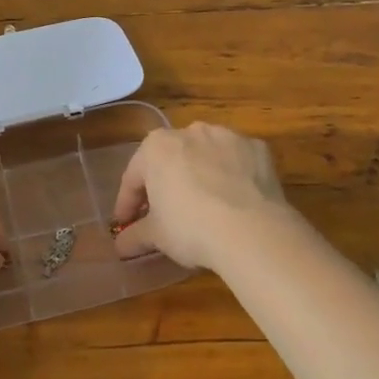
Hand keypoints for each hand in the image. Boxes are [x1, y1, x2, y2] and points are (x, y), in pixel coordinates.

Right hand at [112, 122, 295, 267]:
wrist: (253, 231)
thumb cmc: (191, 228)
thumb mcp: (156, 236)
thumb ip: (135, 236)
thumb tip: (121, 247)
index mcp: (157, 147)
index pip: (134, 177)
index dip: (127, 204)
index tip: (126, 224)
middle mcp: (190, 131)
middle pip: (169, 160)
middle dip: (164, 185)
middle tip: (163, 215)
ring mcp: (227, 136)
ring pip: (205, 156)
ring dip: (199, 175)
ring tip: (203, 206)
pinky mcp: (257, 148)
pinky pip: (237, 161)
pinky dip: (232, 176)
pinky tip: (234, 201)